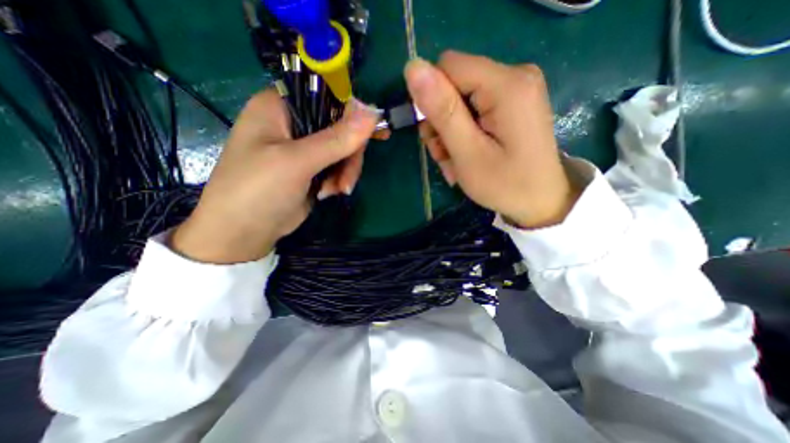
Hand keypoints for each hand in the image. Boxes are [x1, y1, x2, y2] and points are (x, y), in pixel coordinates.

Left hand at [172, 88, 379, 262]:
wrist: (243, 233)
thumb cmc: (258, 190)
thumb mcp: (297, 162)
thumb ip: (335, 139)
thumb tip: (372, 112)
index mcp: (280, 107)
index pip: (326, 95)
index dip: (353, 112)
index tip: (376, 132)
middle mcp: (293, 123)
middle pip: (340, 127)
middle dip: (349, 155)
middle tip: (347, 179)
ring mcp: (304, 148)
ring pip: (342, 149)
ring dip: (345, 171)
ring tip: (337, 191)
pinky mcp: (312, 168)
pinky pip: (338, 165)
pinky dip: (339, 180)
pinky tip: (329, 193)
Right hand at [404, 51, 577, 227]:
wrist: (541, 201)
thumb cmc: (505, 184)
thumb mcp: (467, 153)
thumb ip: (442, 111)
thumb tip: (413, 67)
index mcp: (507, 84)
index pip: (447, 67)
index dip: (432, 100)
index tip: (435, 136)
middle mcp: (514, 76)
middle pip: (454, 85)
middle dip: (441, 123)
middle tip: (445, 156)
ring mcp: (515, 90)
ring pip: (459, 100)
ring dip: (449, 133)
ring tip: (455, 162)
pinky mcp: (512, 103)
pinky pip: (473, 109)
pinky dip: (463, 134)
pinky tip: (466, 156)